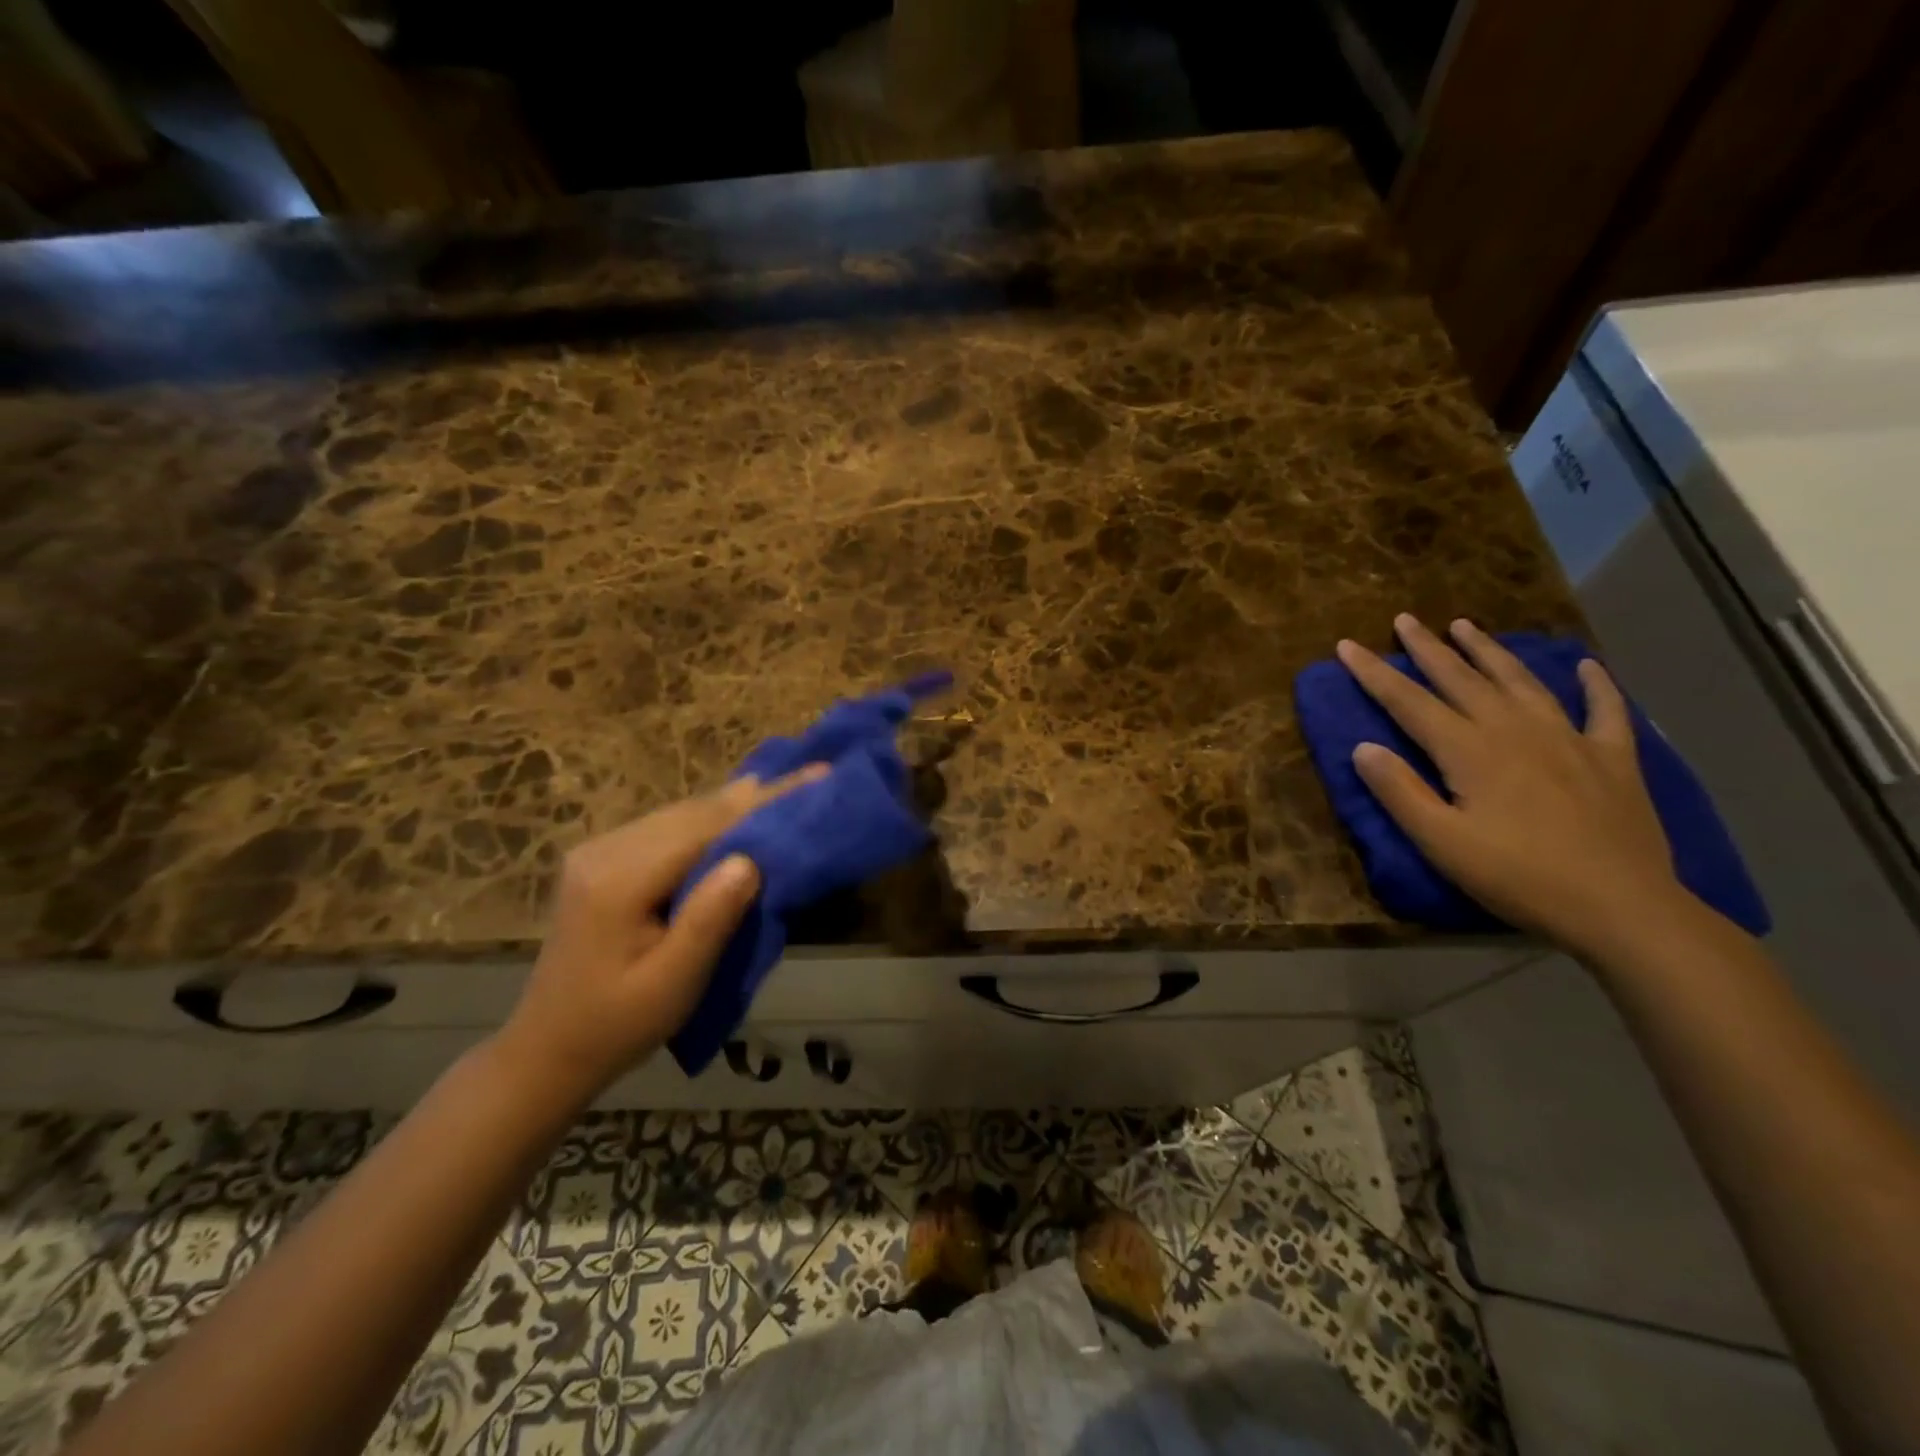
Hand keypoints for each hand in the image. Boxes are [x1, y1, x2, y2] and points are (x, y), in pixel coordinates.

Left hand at [493, 767, 824, 1104]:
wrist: (546, 1049)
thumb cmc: (617, 1026)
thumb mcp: (672, 984)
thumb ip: (709, 920)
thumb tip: (749, 859)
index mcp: (619, 881)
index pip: (705, 828)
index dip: (763, 803)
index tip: (815, 777)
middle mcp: (604, 852)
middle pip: (693, 813)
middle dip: (754, 796)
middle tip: (811, 776)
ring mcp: (598, 852)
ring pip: (680, 815)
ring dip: (732, 804)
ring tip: (782, 786)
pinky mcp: (601, 861)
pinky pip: (666, 828)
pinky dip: (707, 819)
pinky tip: (733, 811)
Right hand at [1337, 615, 1688, 956]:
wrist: (1621, 907)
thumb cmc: (1517, 876)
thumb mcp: (1441, 842)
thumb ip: (1399, 791)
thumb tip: (1362, 747)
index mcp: (1470, 751)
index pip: (1409, 702)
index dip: (1375, 673)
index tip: (1347, 646)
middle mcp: (1515, 730)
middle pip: (1462, 679)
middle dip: (1428, 648)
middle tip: (1405, 619)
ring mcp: (1569, 739)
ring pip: (1521, 682)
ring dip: (1490, 652)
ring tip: (1466, 626)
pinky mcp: (1612, 758)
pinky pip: (1604, 710)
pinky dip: (1595, 685)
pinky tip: (1586, 666)